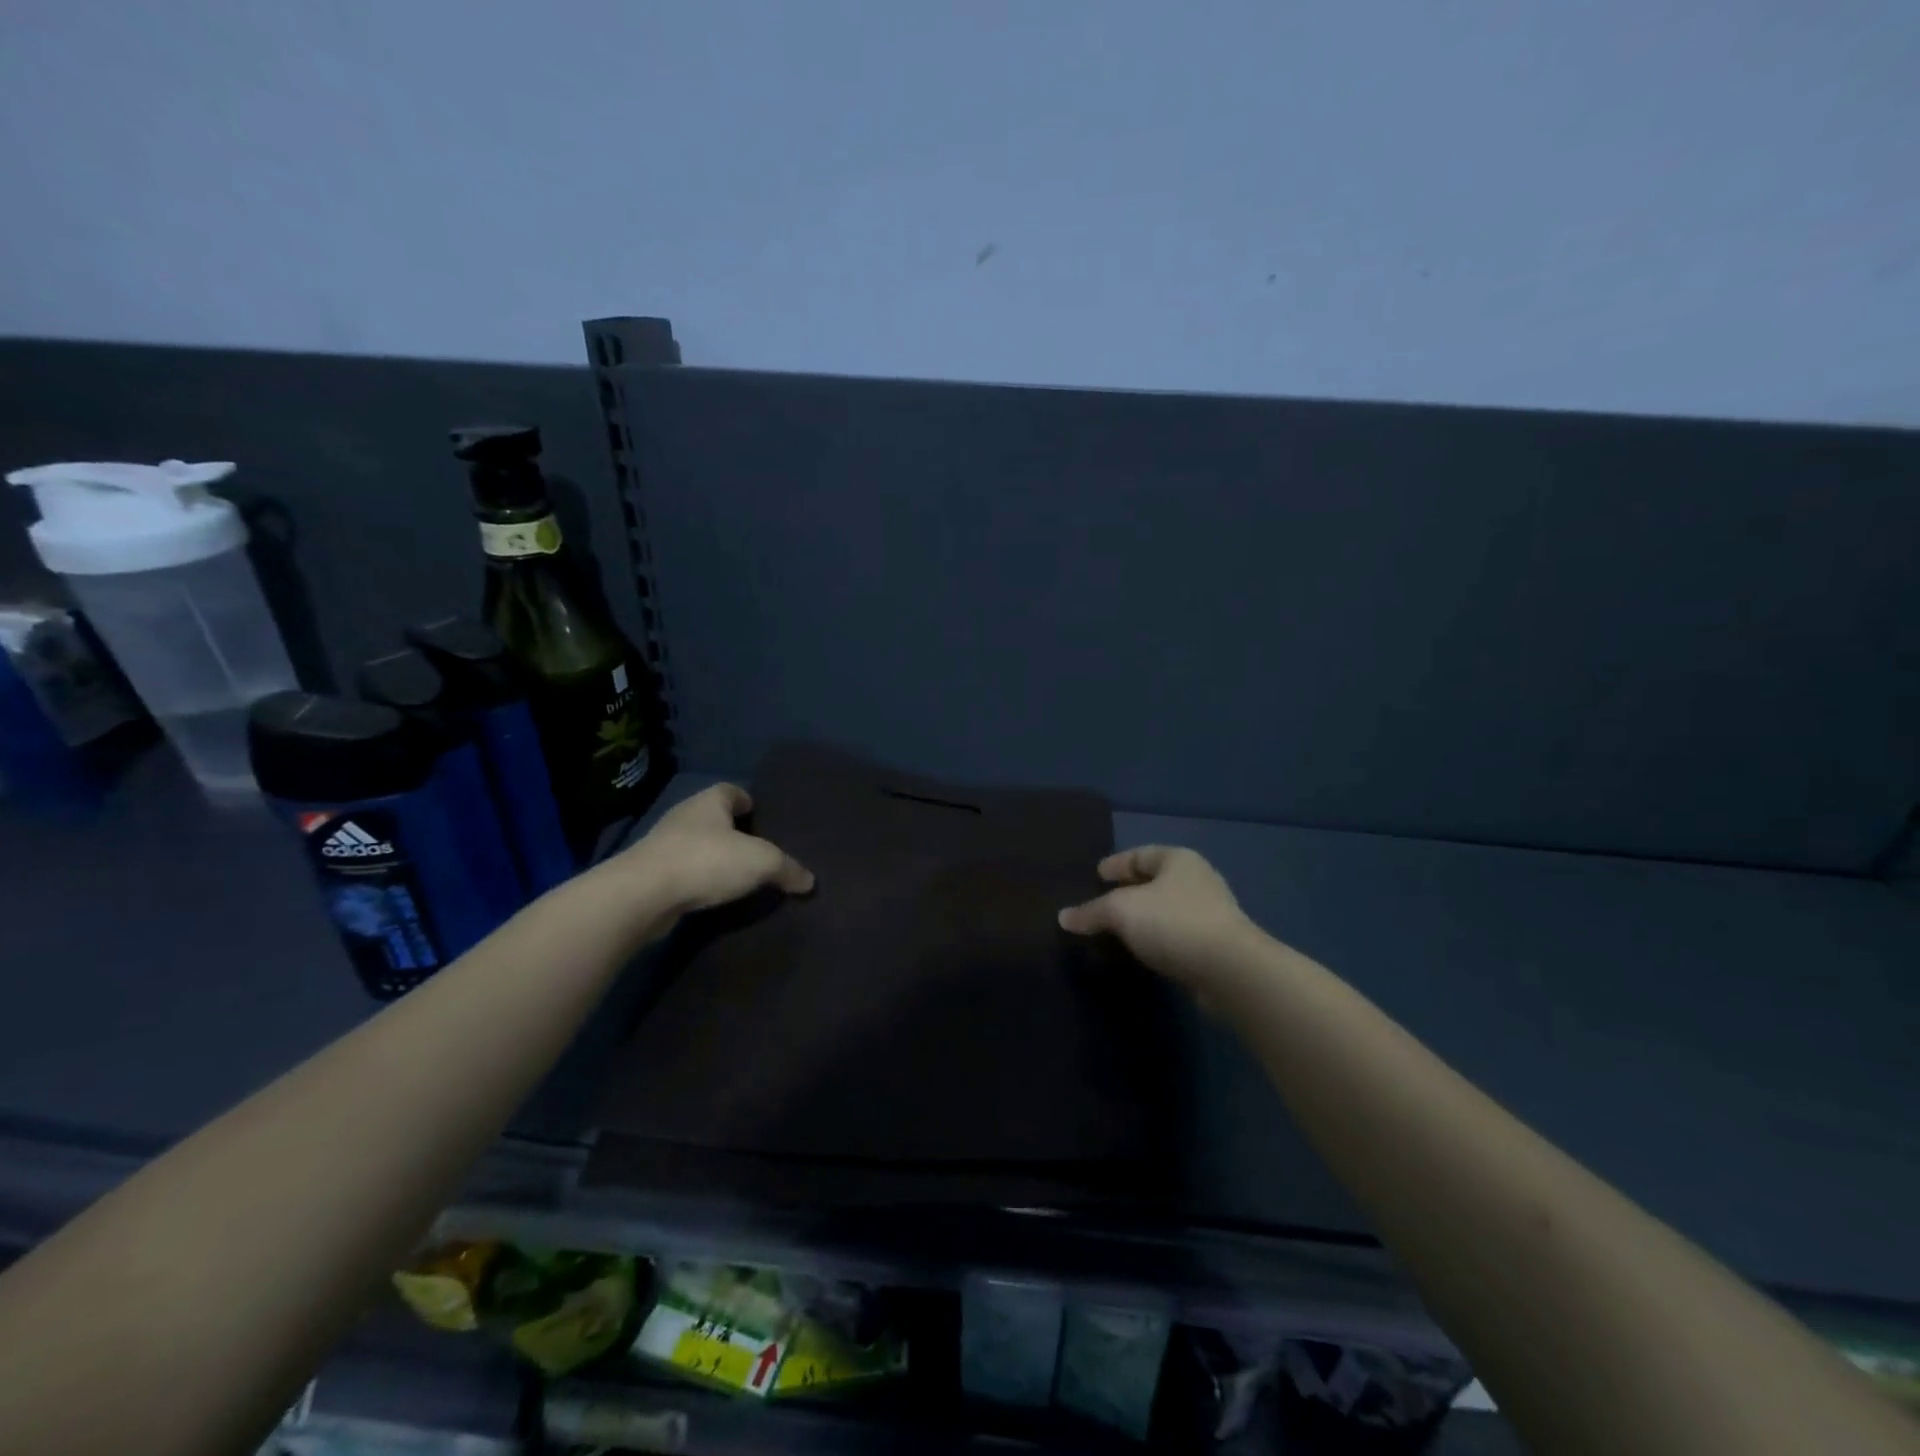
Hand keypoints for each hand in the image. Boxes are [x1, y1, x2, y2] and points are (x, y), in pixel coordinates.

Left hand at [623, 783, 814, 914]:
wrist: (642, 894)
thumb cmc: (707, 861)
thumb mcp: (762, 862)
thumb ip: (788, 868)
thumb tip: (809, 881)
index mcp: (709, 801)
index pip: (731, 790)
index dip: (747, 800)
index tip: (760, 815)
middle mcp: (684, 816)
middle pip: (713, 816)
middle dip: (731, 830)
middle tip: (756, 848)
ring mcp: (662, 844)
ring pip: (695, 844)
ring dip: (712, 856)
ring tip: (736, 874)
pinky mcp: (650, 874)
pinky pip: (682, 870)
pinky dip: (697, 878)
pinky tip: (711, 894)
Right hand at [1058, 846, 1258, 990]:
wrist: (1229, 970)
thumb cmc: (1173, 923)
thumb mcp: (1121, 911)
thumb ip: (1091, 912)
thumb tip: (1063, 917)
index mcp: (1178, 860)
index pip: (1140, 854)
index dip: (1117, 863)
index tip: (1097, 874)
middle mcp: (1198, 880)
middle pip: (1155, 881)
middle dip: (1129, 890)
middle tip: (1102, 903)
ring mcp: (1210, 914)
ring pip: (1166, 909)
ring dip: (1144, 918)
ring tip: (1117, 930)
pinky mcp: (1215, 946)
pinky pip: (1176, 935)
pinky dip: (1157, 939)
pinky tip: (1142, 951)